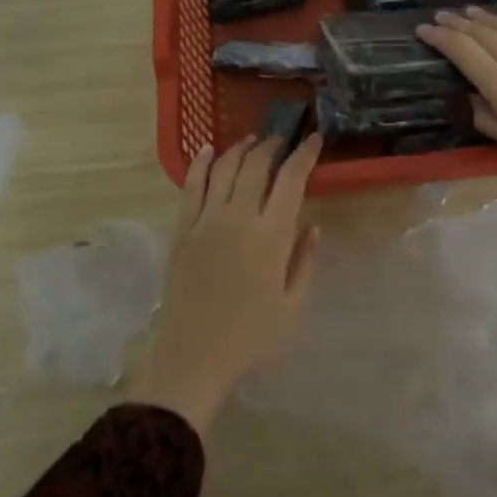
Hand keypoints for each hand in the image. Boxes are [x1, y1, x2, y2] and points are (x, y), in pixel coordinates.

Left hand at [124, 133, 322, 436]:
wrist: (192, 357)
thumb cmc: (250, 338)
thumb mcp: (292, 308)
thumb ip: (305, 263)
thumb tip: (313, 227)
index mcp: (271, 235)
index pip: (291, 179)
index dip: (304, 154)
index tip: (314, 139)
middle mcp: (238, 217)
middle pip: (256, 166)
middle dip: (272, 146)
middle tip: (282, 139)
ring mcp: (206, 221)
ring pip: (224, 169)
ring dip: (240, 149)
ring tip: (251, 141)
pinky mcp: (182, 230)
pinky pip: (191, 186)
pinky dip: (200, 163)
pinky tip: (207, 150)